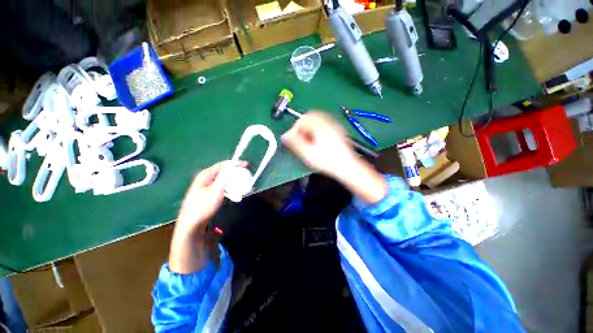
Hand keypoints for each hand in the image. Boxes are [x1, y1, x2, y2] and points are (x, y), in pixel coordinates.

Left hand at [169, 160, 245, 273]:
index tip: (246, 165)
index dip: (235, 163)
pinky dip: (229, 187)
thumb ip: (224, 176)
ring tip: (241, 183)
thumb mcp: (216, 190)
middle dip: (235, 172)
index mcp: (205, 174)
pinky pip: (221, 186)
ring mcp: (206, 186)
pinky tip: (233, 192)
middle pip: (223, 171)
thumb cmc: (203, 206)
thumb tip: (232, 164)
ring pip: (223, 179)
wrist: (191, 225)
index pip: (223, 164)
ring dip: (233, 180)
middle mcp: (205, 178)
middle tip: (245, 175)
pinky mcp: (208, 194)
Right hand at [281, 112, 356, 178]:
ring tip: (308, 141)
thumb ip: (295, 143)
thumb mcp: (308, 153)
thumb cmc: (327, 161)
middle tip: (300, 139)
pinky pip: (324, 125)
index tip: (293, 138)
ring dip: (310, 128)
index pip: (303, 119)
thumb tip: (284, 136)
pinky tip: (318, 141)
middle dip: (302, 127)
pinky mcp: (338, 131)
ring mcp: (335, 126)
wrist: (347, 167)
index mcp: (320, 125)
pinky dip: (317, 130)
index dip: (295, 128)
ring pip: (318, 120)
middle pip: (311, 117)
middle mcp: (328, 122)